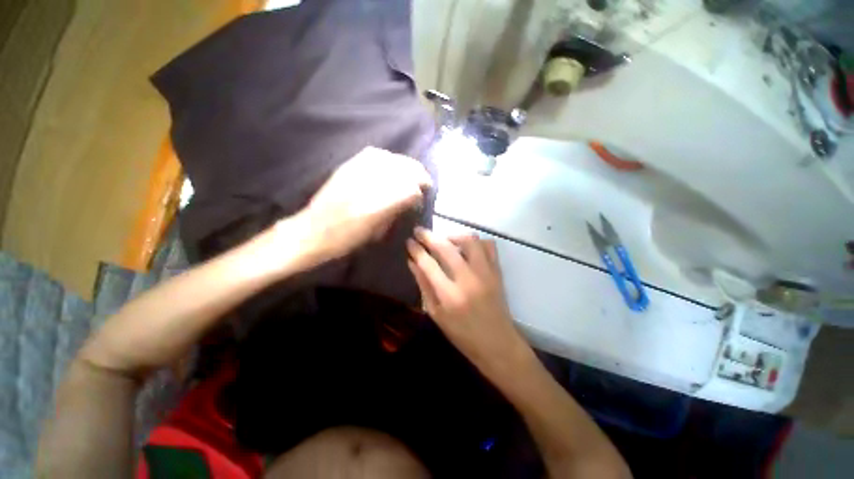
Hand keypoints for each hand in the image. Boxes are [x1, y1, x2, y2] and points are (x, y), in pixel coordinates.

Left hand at [297, 146, 431, 260]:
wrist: (313, 230)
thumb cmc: (346, 239)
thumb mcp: (376, 232)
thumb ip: (396, 211)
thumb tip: (412, 198)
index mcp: (376, 205)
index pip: (409, 189)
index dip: (419, 192)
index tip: (422, 197)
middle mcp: (369, 184)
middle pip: (403, 169)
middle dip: (418, 174)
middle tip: (424, 182)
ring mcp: (357, 171)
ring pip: (391, 158)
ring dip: (406, 164)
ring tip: (413, 171)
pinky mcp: (348, 166)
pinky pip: (373, 154)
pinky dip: (388, 158)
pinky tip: (392, 163)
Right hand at [406, 227, 532, 377]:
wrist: (497, 343)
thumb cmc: (462, 334)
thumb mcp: (436, 314)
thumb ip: (424, 285)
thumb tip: (412, 262)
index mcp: (449, 295)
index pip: (428, 264)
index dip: (416, 250)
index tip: (409, 241)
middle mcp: (468, 279)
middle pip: (446, 247)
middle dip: (429, 236)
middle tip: (419, 231)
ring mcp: (485, 273)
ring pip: (469, 240)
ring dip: (453, 236)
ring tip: (444, 240)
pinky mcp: (497, 271)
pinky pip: (488, 245)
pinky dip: (476, 242)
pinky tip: (467, 248)